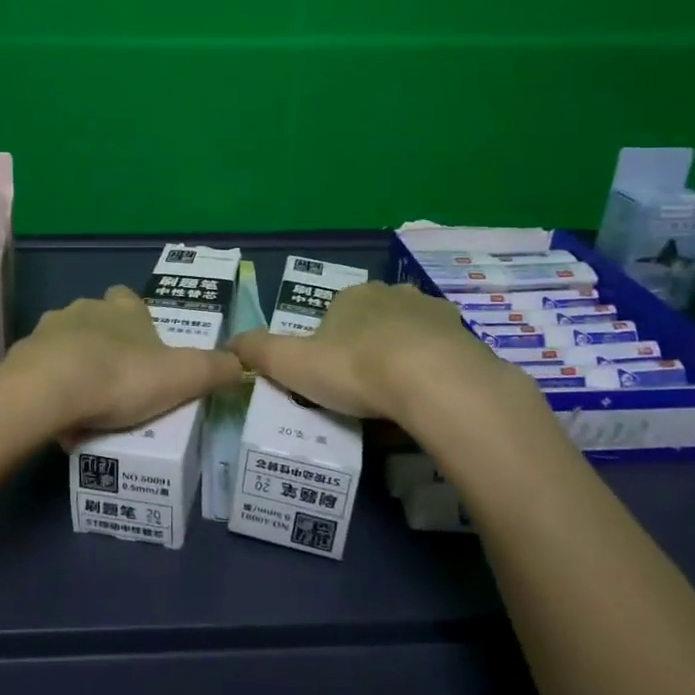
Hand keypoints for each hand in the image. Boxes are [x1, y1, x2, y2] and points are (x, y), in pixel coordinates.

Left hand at [2, 286, 242, 437]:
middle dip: (106, 344)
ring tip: (88, 405)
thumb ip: (215, 369)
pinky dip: (51, 387)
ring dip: (76, 365)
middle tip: (119, 382)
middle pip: (98, 320)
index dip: (138, 320)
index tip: (145, 349)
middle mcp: (85, 309)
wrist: (48, 391)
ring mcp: (49, 330)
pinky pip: (41, 370)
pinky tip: (60, 417)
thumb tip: (241, 364)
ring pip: (67, 343)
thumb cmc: (120, 377)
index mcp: (124, 309)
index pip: (130, 300)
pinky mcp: (22, 356)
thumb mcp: (182, 377)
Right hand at [231, 280, 545, 431]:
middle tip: (363, 391)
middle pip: (373, 321)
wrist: (434, 382)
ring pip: (410, 335)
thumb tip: (228, 343)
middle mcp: (392, 294)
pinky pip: (443, 355)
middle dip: (367, 349)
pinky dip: (434, 372)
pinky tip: (429, 400)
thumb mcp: (292, 364)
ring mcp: (433, 313)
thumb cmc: (356, 368)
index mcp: (351, 296)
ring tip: (398, 399)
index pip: (334, 315)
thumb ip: (258, 351)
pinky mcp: (466, 338)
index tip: (330, 379)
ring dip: (403, 358)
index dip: (328, 346)